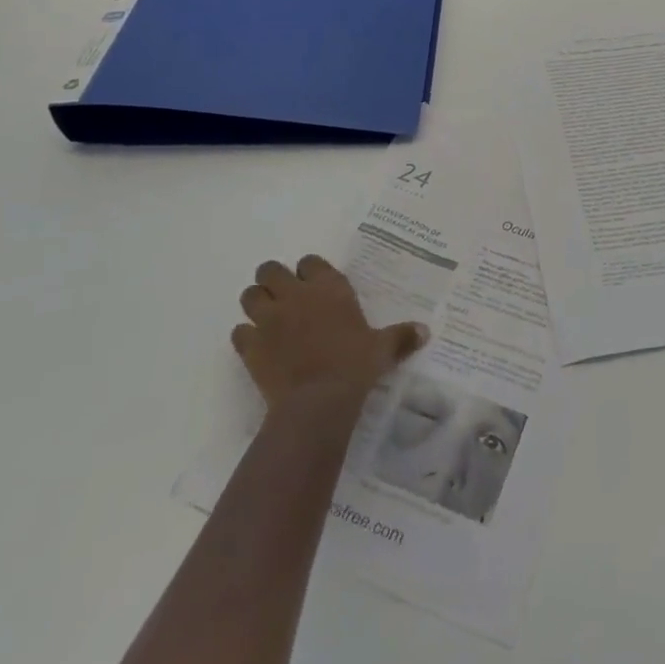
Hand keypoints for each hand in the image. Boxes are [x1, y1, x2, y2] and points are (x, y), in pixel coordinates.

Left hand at [231, 255, 428, 408]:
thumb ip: (401, 336)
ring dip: (256, 303)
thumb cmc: (355, 366)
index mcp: (328, 288)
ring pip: (249, 296)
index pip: (310, 261)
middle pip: (270, 269)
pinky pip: (238, 332)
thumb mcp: (383, 349)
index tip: (314, 284)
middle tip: (284, 297)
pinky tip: (257, 348)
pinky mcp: (250, 346)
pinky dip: (245, 337)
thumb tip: (426, 331)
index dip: (309, 271)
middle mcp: (296, 295)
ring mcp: (269, 319)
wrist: (318, 402)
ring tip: (266, 319)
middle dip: (273, 279)